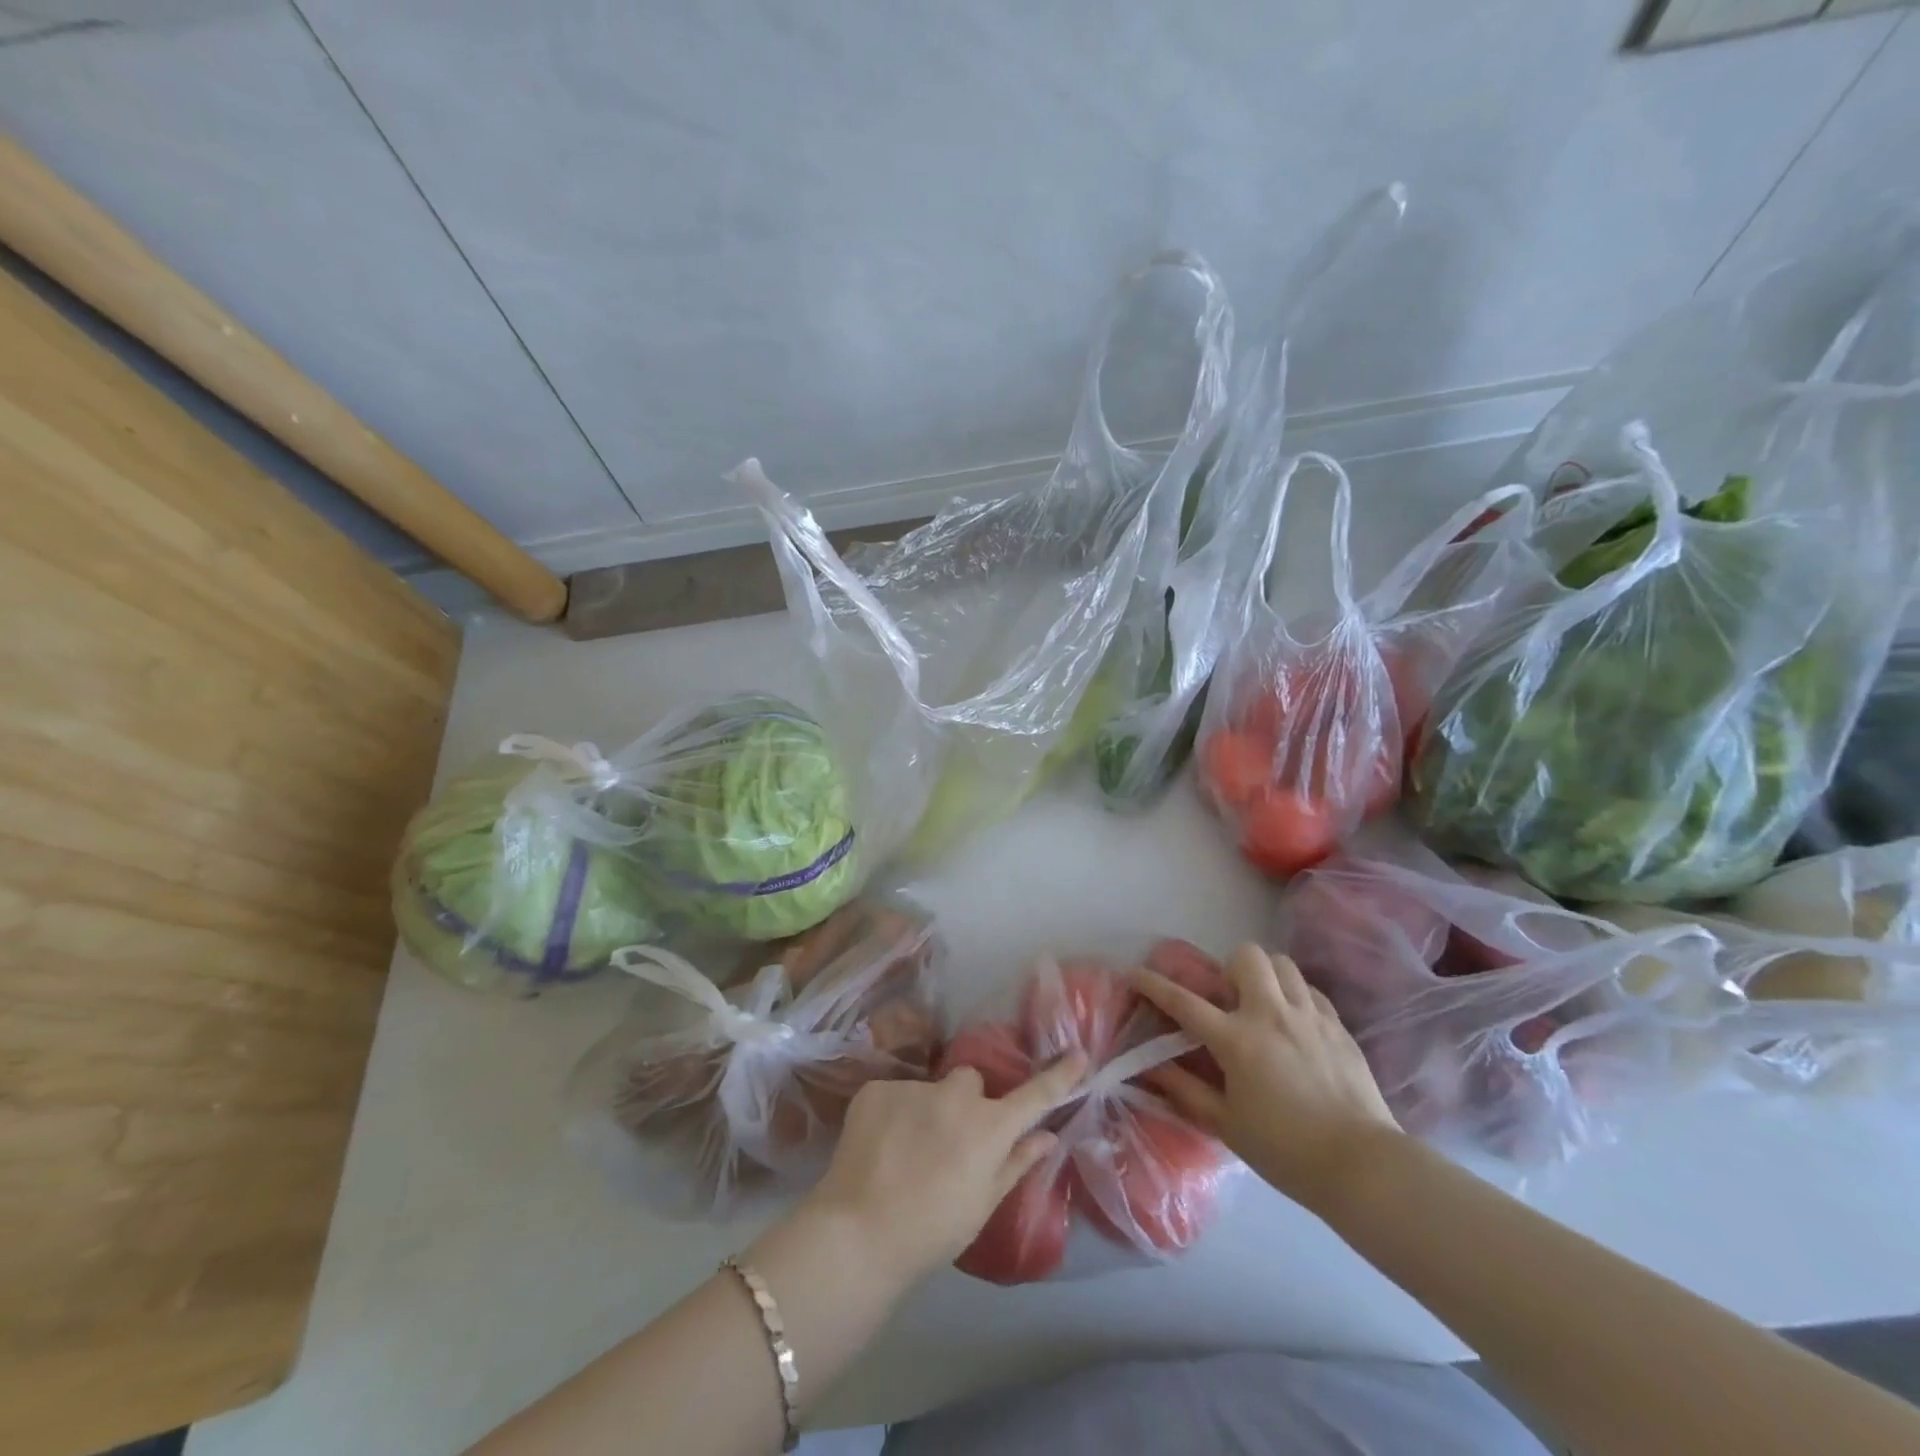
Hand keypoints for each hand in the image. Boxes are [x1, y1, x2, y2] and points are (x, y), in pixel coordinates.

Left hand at [798, 1053, 1086, 1288]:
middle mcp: (956, 1096)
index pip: (1034, 1095)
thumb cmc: (932, 1230)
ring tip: (906, 1150)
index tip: (1079, 1054)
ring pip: (930, 1088)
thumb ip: (1017, 1163)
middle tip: (951, 1139)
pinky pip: (896, 1094)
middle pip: (971, 1082)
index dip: (1059, 1076)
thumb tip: (1048, 1137)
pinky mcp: (877, 1088)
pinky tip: (880, 1145)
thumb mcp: (983, 1205)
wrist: (859, 1233)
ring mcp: (914, 1087)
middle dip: (967, 1100)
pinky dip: (893, 1114)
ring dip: (927, 1109)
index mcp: (989, 1128)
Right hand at [1134, 943, 1401, 1213]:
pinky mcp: (1339, 1026)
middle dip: (1230, 967)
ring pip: (1283, 964)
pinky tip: (1295, 1024)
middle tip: (1228, 998)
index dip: (1153, 984)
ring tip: (1263, 1004)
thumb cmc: (1286, 1151)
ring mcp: (1310, 1016)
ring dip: (1266, 975)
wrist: (1363, 1167)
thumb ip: (1186, 1091)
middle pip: (1246, 956)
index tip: (1134, 973)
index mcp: (1237, 1040)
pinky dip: (1297, 997)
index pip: (1183, 1001)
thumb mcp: (1227, 1125)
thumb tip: (1151, 1068)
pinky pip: (1312, 991)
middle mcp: (1271, 1014)